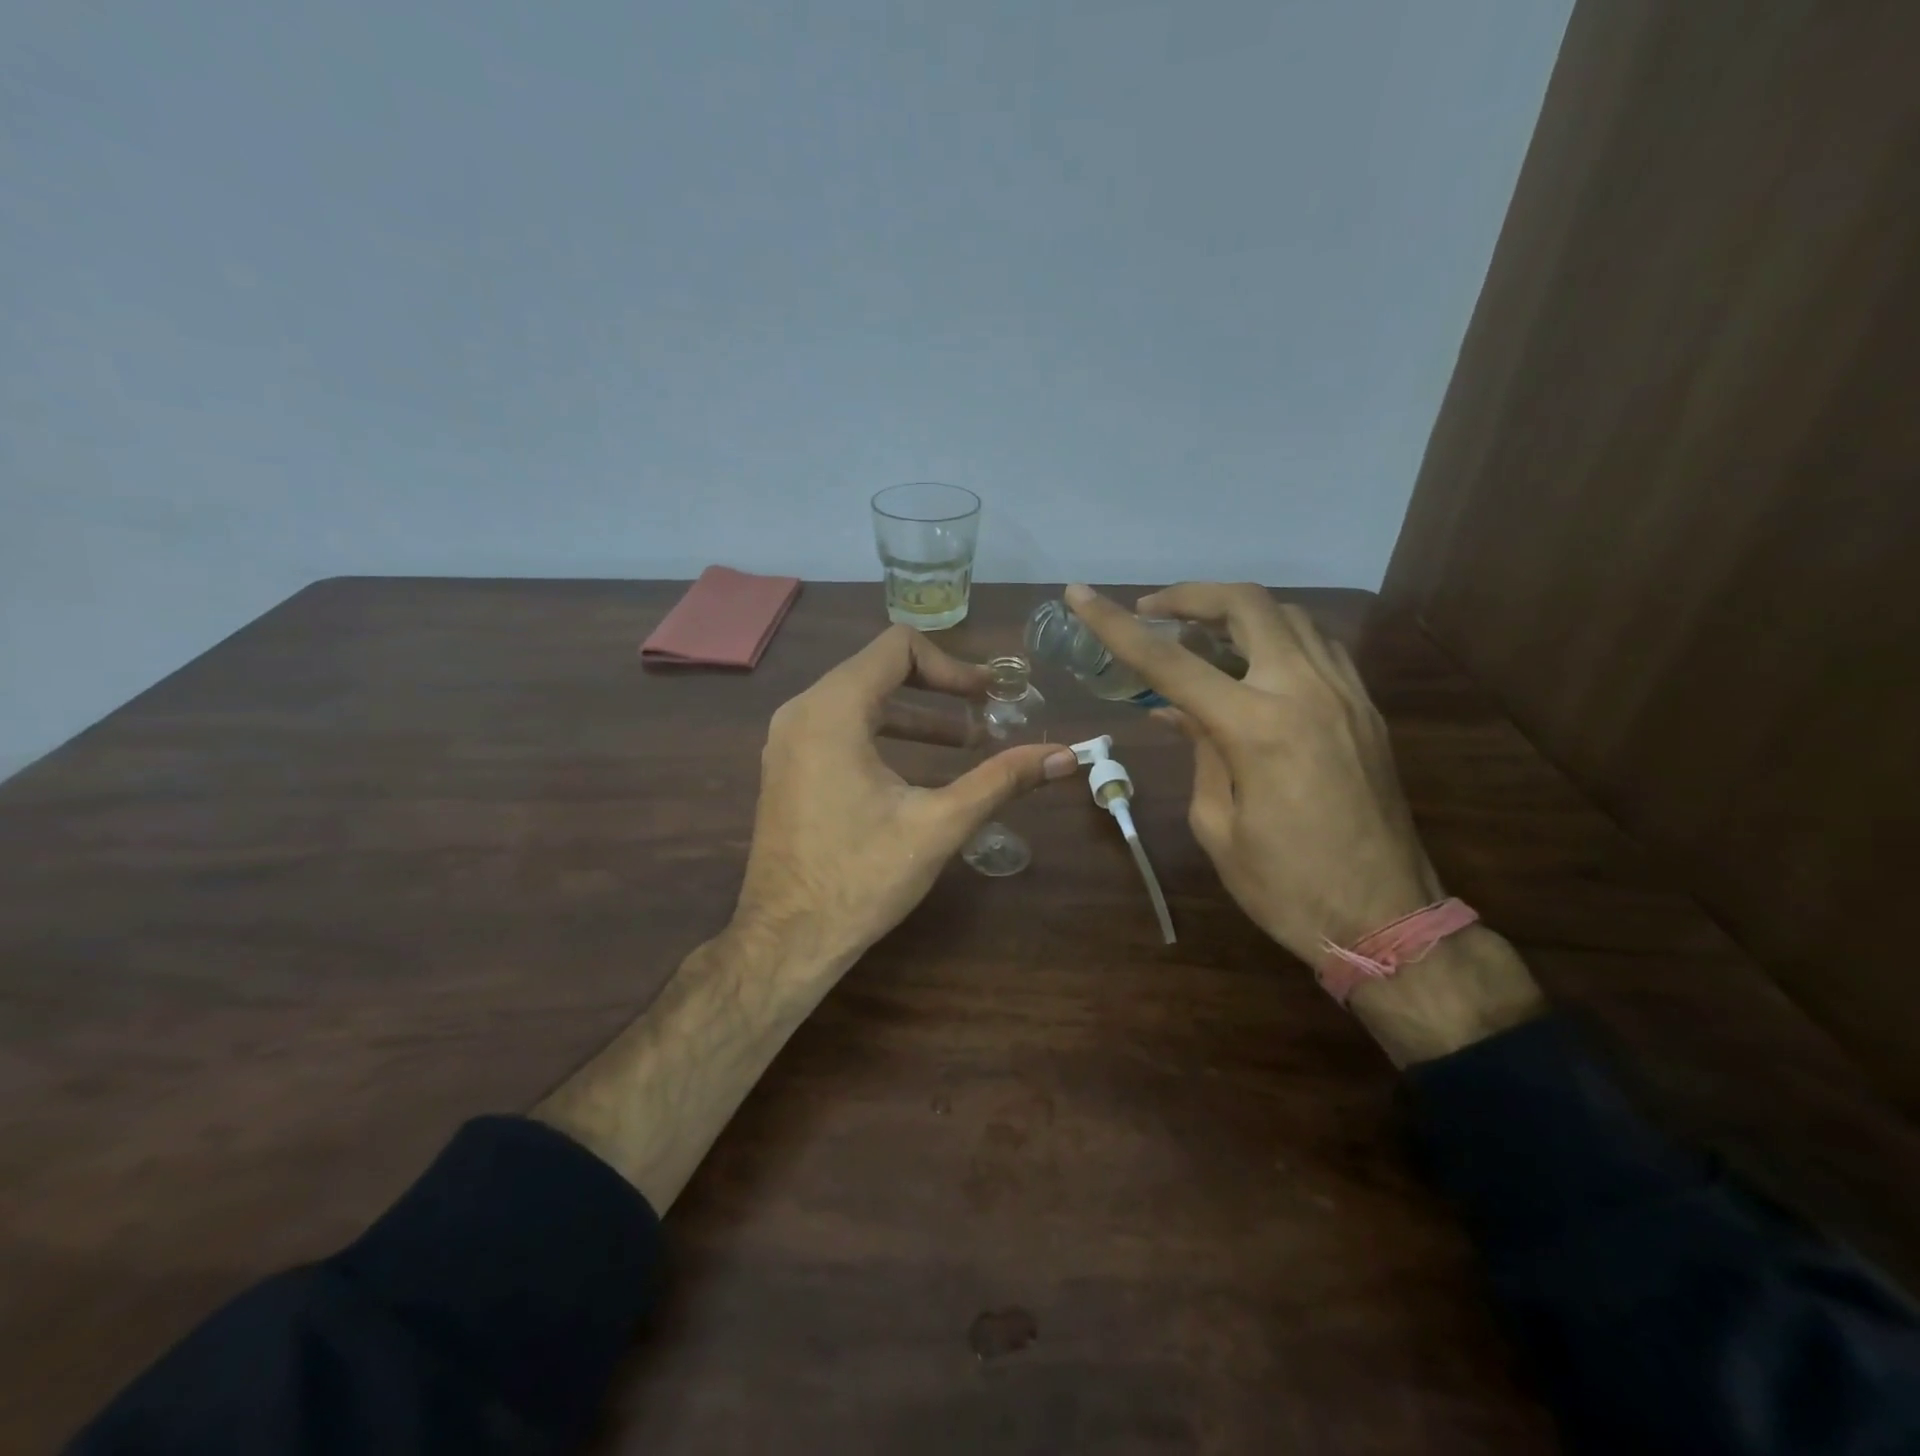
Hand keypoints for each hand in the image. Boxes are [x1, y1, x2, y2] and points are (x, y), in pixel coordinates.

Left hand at [733, 625, 1077, 975]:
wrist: (787, 939)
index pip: (898, 647)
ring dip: (915, 715)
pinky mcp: (789, 766)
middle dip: (939, 689)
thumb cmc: (861, 878)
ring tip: (966, 743)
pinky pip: (840, 727)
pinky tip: (920, 769)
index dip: (952, 665)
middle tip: (987, 714)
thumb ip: (1002, 780)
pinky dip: (884, 734)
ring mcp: (788, 739)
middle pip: (879, 669)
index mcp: (833, 711)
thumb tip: (1066, 756)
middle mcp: (802, 711)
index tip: (989, 697)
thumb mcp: (940, 824)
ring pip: (860, 700)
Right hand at [1064, 583, 1540, 1062]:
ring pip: (1290, 616)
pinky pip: (1318, 645)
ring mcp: (1345, 694)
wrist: (1388, 919)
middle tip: (1153, 611)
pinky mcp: (1366, 709)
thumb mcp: (1218, 826)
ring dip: (1236, 612)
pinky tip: (1253, 661)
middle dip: (1191, 596)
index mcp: (1257, 727)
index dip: (1116, 625)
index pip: (1171, 662)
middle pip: (1247, 605)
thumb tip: (1179, 712)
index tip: (1080, 594)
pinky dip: (1276, 636)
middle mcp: (1305, 691)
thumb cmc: (1287, 886)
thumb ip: (1198, 753)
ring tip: (1197, 634)